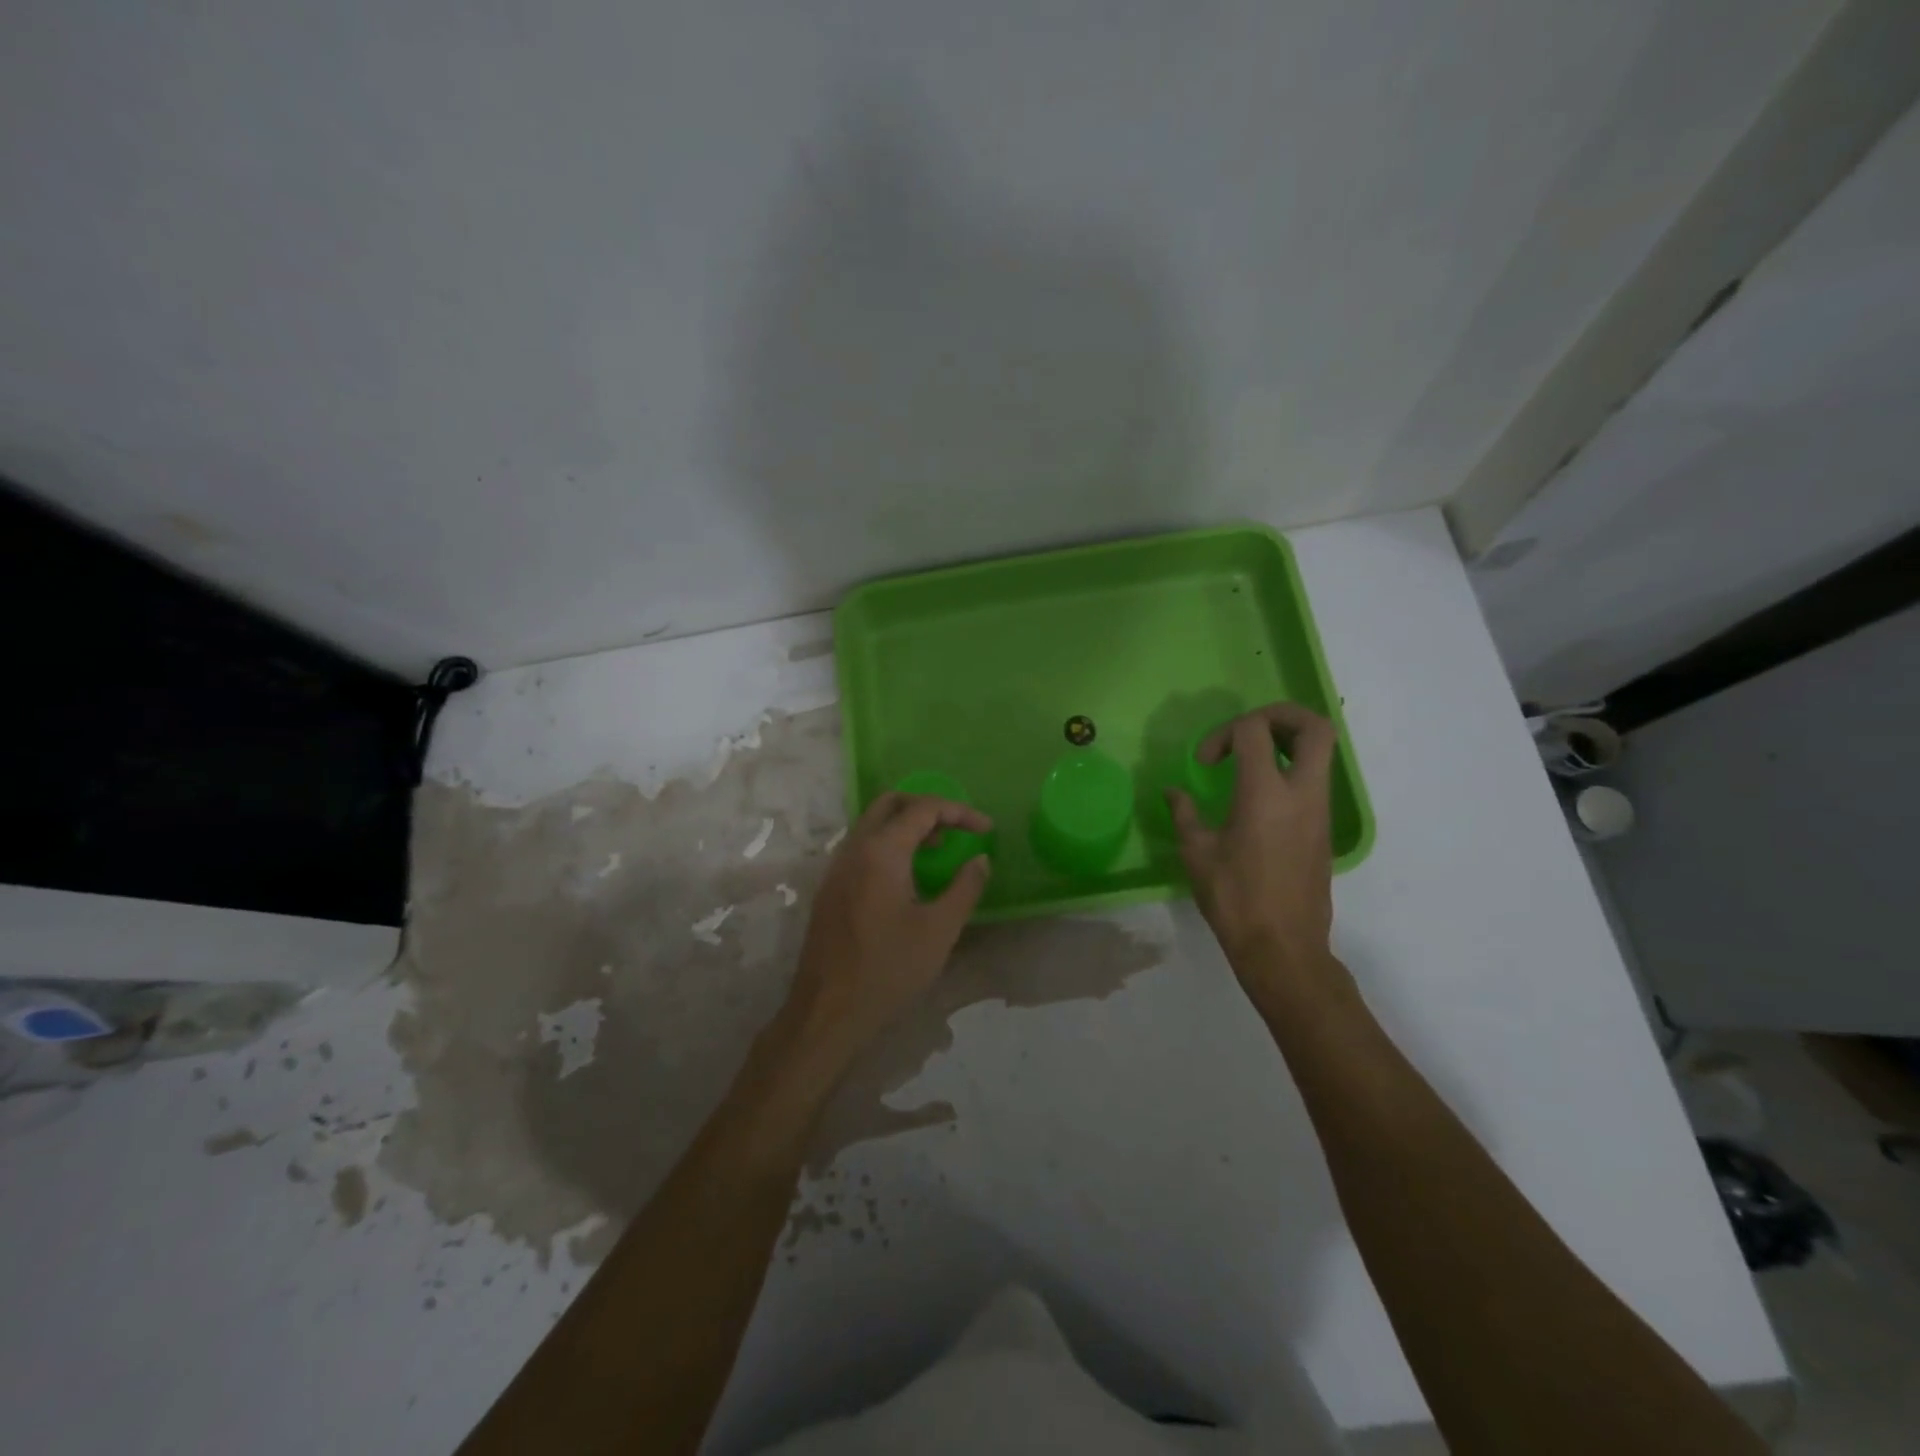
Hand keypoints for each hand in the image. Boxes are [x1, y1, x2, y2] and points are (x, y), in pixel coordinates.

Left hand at [783, 792, 992, 1063]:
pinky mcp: (830, 887)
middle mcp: (854, 848)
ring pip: (873, 823)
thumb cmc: (888, 969)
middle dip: (928, 808)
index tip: (986, 828)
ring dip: (907, 825)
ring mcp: (836, 866)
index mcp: (881, 851)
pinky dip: (889, 844)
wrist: (828, 1009)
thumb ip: (965, 888)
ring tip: (938, 851)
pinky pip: (862, 846)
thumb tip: (980, 859)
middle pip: (891, 804)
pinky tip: (907, 876)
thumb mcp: (939, 930)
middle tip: (956, 830)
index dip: (959, 812)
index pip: (923, 809)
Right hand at [1165, 702, 1338, 988]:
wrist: (1283, 948)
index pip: (1255, 730)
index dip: (1224, 734)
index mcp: (1265, 793)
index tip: (1205, 764)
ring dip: (1287, 742)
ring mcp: (1320, 811)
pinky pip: (1316, 779)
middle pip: (1314, 726)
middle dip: (1280, 716)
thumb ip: (1184, 813)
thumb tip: (1173, 792)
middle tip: (1247, 732)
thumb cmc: (1235, 899)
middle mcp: (1302, 793)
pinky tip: (1258, 794)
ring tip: (1250, 760)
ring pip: (1322, 751)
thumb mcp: (1197, 853)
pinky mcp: (1324, 829)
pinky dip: (1291, 769)